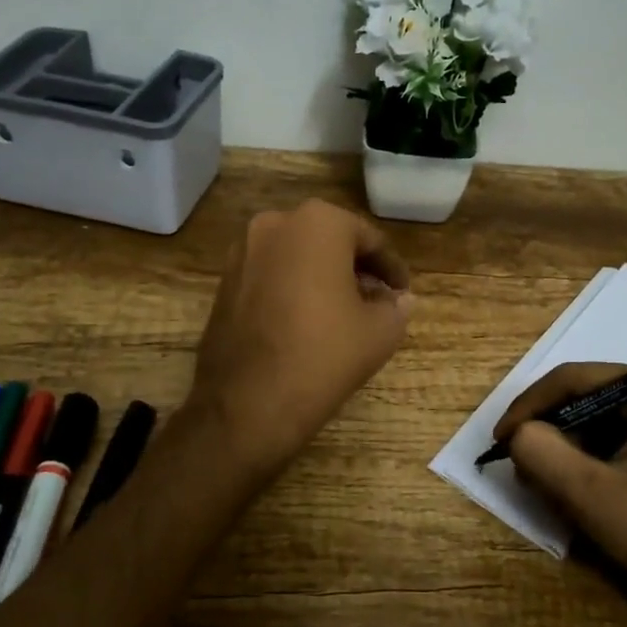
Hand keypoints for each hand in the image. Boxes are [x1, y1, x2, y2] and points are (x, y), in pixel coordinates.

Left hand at [188, 200, 413, 476]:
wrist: (246, 404)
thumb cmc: (323, 355)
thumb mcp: (379, 332)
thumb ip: (396, 307)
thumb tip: (399, 299)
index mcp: (318, 223)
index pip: (368, 239)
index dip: (391, 267)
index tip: (402, 291)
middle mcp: (275, 223)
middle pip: (329, 241)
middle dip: (355, 267)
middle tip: (377, 299)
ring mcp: (242, 251)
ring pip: (296, 256)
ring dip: (322, 276)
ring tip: (344, 311)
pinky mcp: (223, 281)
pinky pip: (270, 274)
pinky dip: (292, 288)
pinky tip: (306, 320)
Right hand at [495, 363, 626, 623]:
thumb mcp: (595, 496)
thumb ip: (545, 455)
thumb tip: (516, 435)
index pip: (576, 378)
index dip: (530, 405)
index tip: (498, 439)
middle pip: (584, 395)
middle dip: (546, 428)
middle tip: (515, 460)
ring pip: (592, 419)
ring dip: (561, 446)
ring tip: (537, 478)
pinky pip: (608, 439)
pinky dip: (581, 459)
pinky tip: (567, 487)